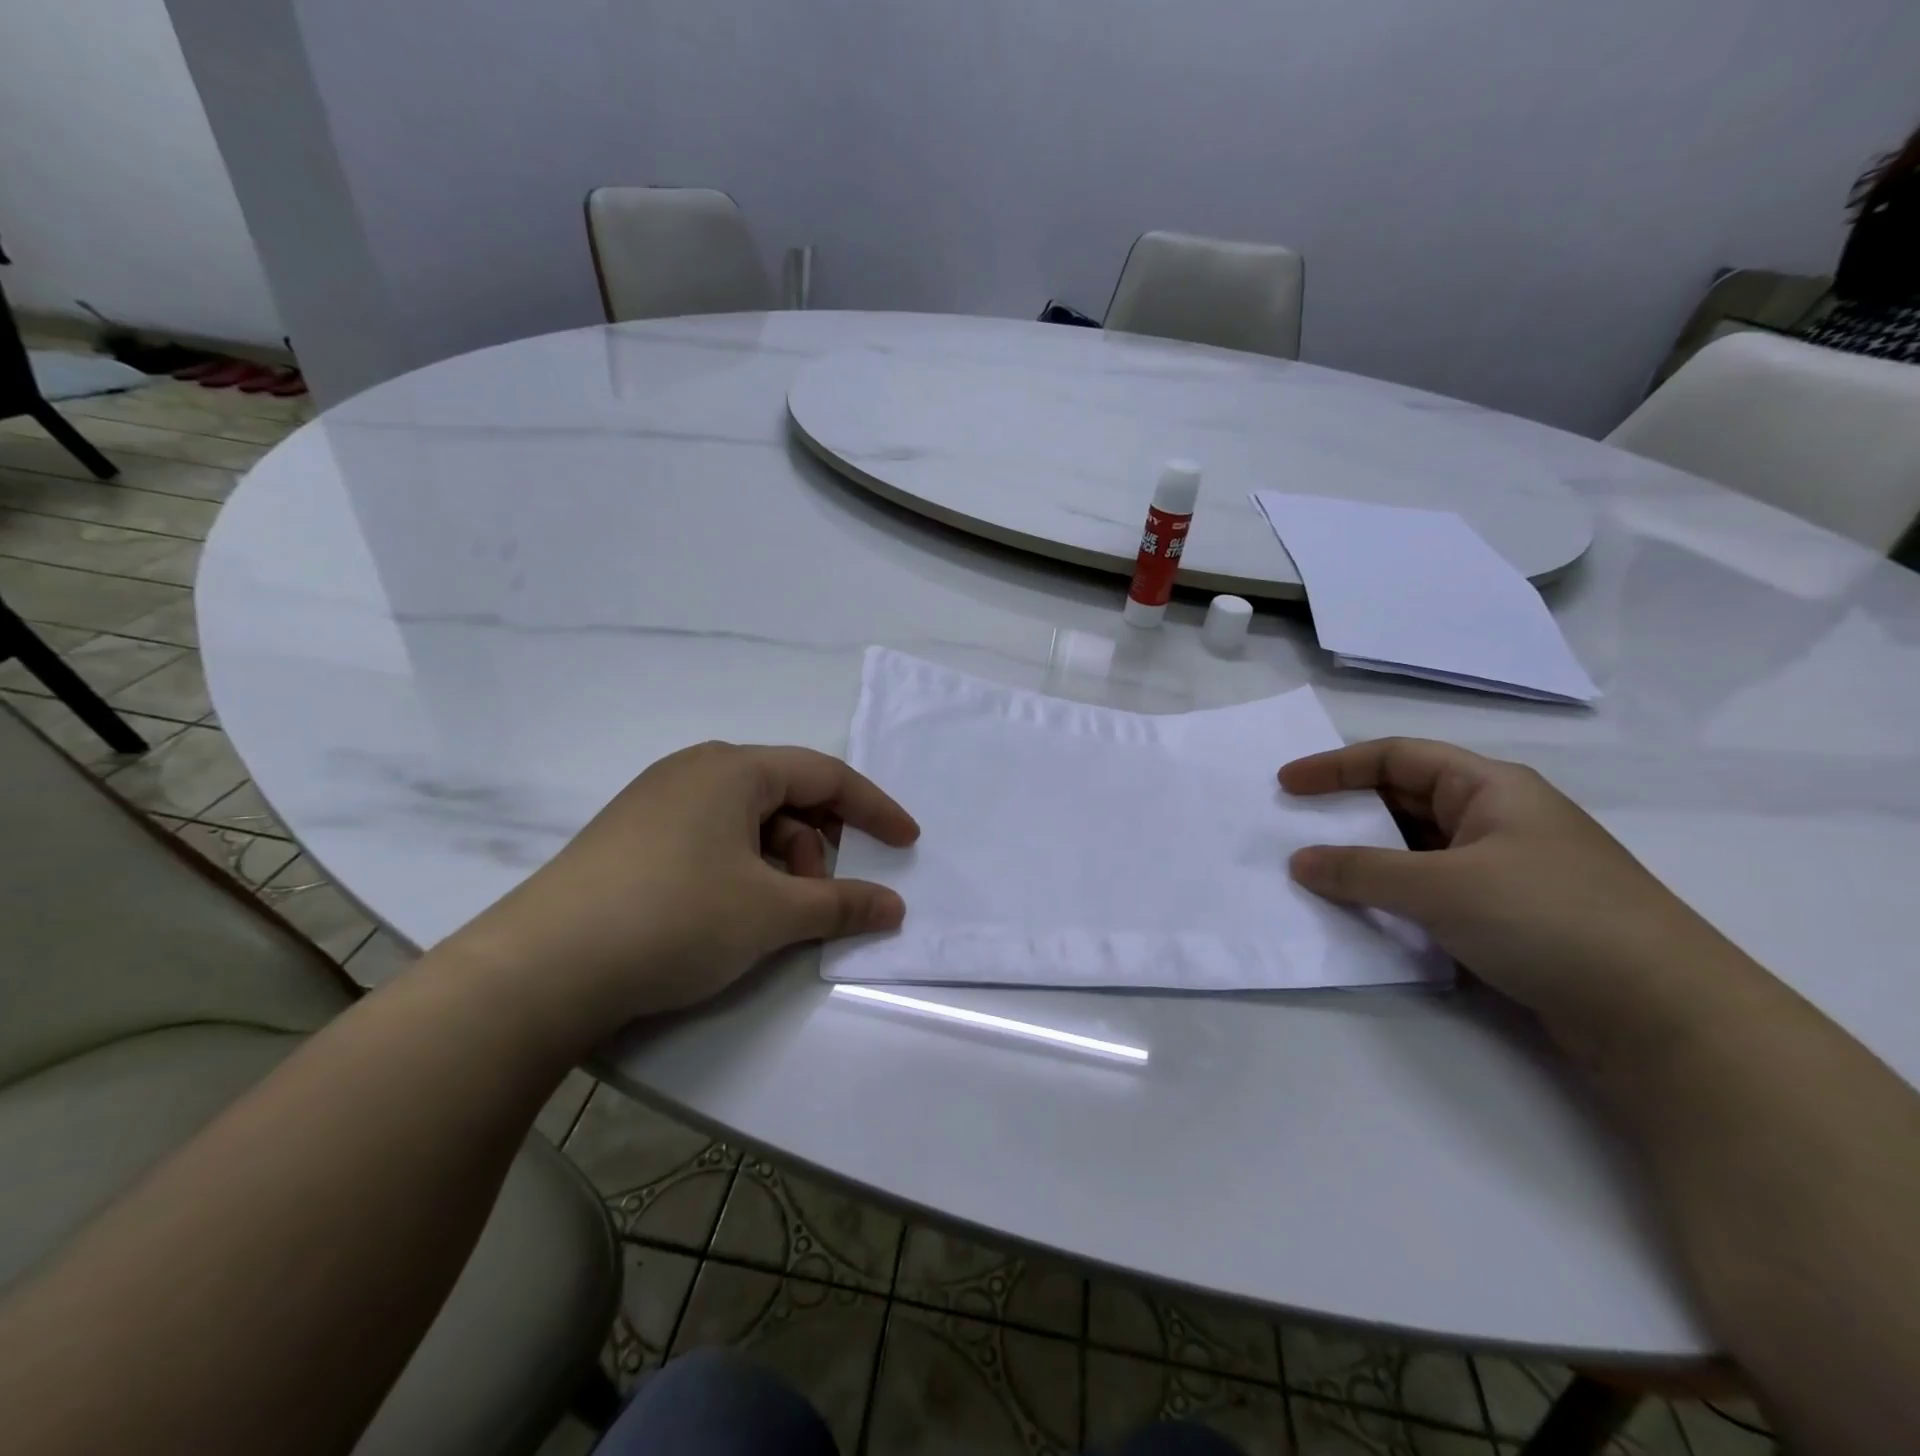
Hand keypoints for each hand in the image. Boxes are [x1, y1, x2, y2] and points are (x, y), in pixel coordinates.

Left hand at [447, 742, 918, 1047]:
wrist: (539, 970)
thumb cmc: (674, 919)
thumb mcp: (771, 913)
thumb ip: (842, 905)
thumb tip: (893, 908)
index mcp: (733, 768)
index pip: (825, 774)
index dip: (875, 809)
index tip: (908, 843)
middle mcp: (695, 771)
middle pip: (786, 797)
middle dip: (816, 847)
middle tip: (814, 901)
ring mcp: (658, 803)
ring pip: (748, 823)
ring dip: (778, 865)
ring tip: (767, 917)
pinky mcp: (633, 838)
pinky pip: (712, 840)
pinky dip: (741, 871)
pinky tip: (728, 914)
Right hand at [1279, 738, 1746, 1042]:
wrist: (1665, 1016)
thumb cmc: (1548, 918)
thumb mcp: (1440, 886)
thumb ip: (1360, 870)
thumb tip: (1299, 862)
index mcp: (1490, 787)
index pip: (1397, 757)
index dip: (1335, 766)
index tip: (1285, 785)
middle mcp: (1498, 818)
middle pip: (1405, 798)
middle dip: (1347, 810)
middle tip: (1292, 828)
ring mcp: (1506, 869)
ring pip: (1417, 847)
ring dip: (1367, 857)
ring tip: (1316, 872)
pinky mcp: (1510, 916)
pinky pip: (1433, 888)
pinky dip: (1394, 893)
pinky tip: (1366, 912)